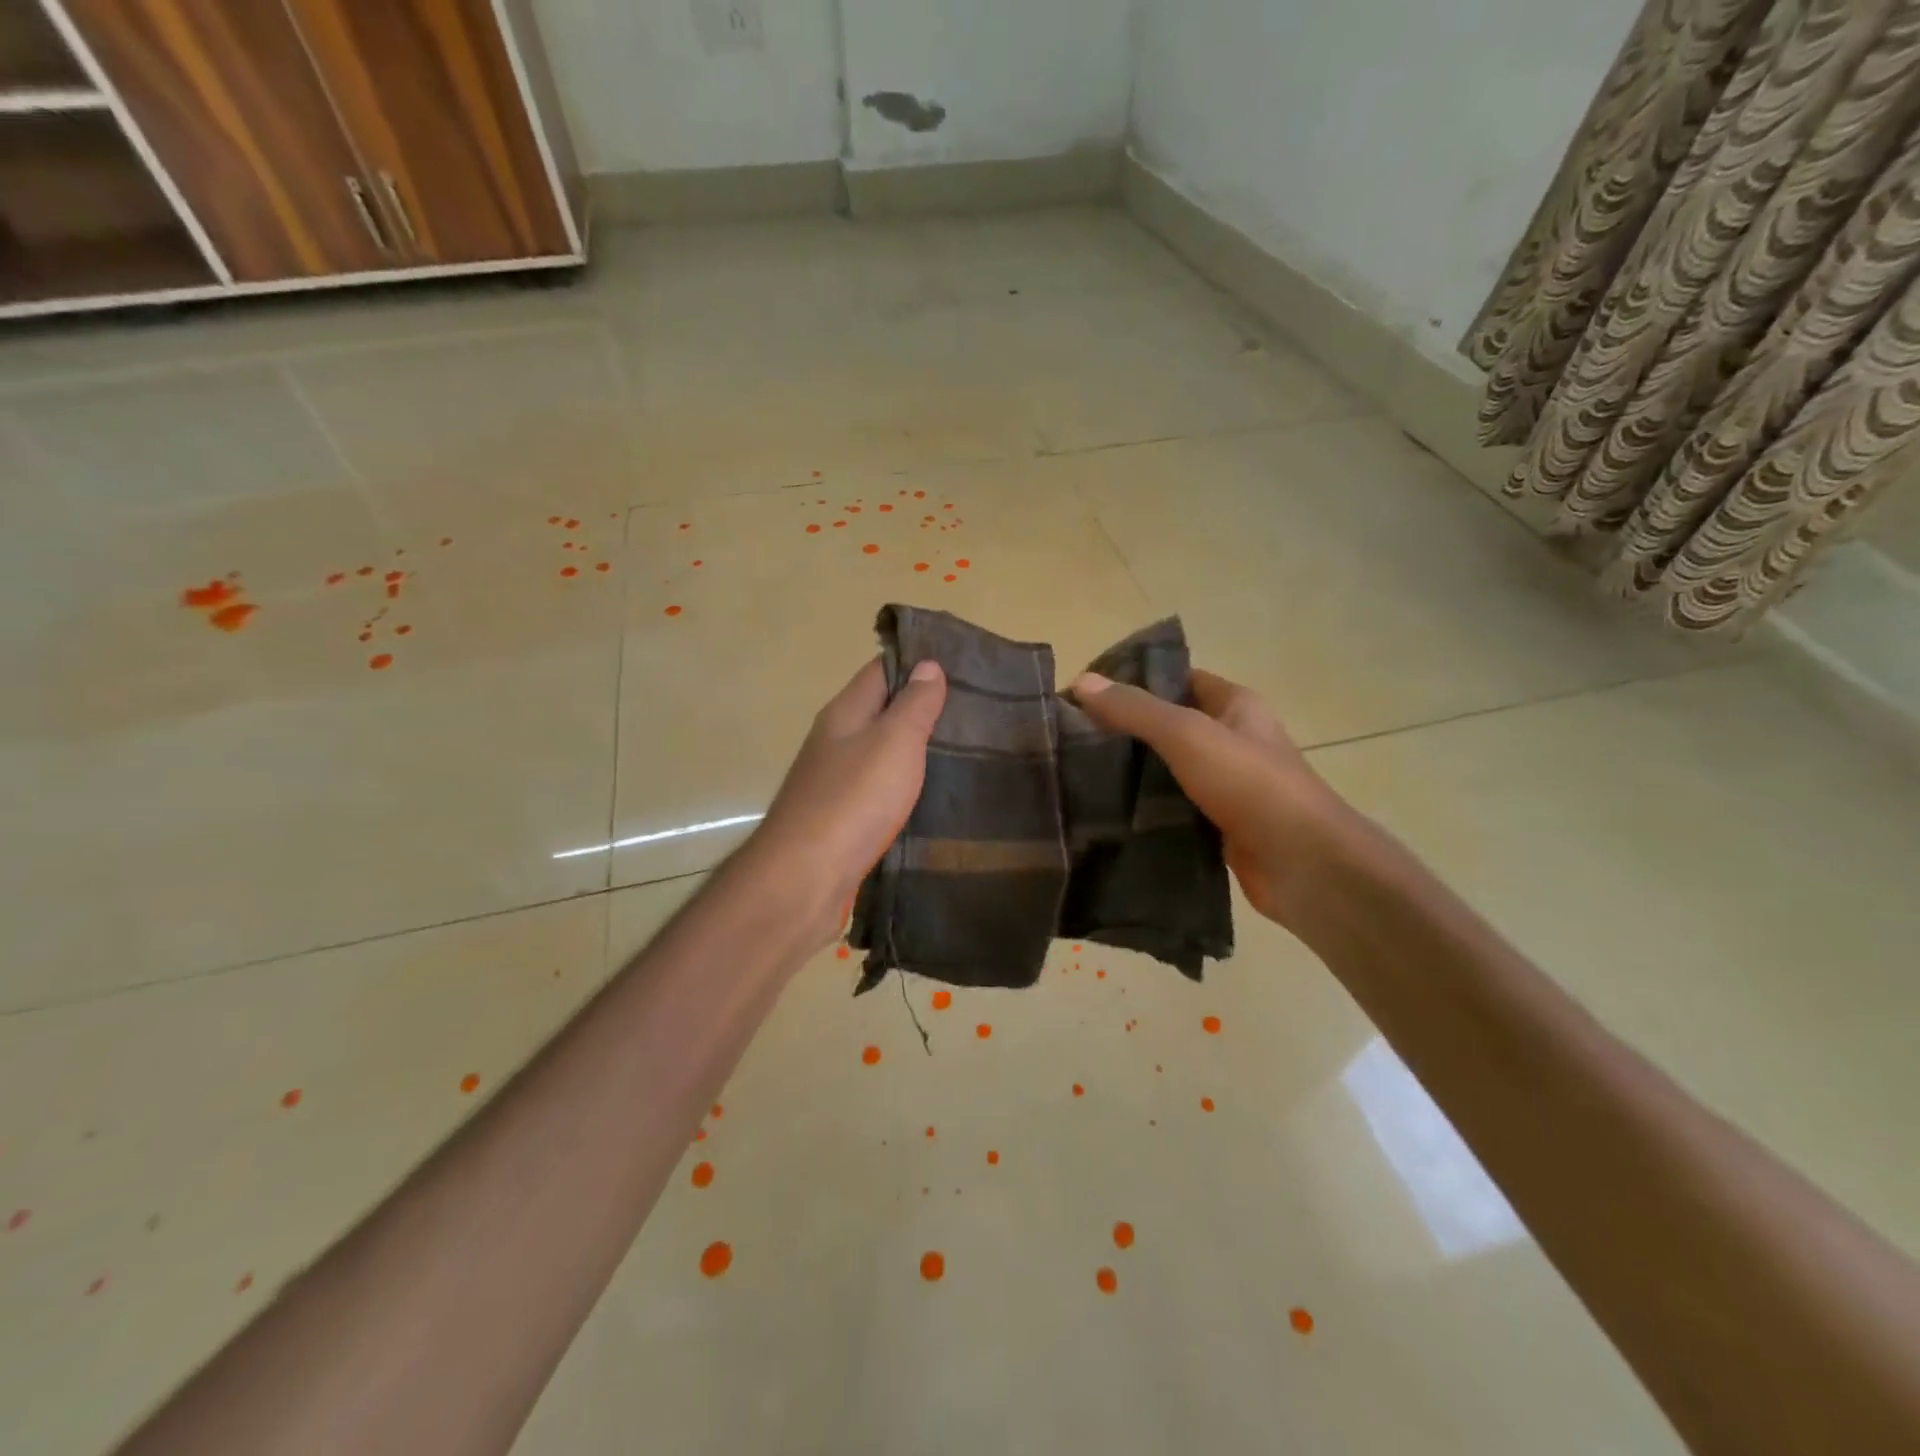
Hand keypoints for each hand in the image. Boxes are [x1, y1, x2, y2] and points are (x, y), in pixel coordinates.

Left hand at [740, 656, 946, 944]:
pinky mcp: (842, 818)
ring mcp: (835, 781)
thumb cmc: (854, 799)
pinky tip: (930, 793)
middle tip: (973, 710)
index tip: (960, 664)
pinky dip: (903, 784)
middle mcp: (835, 741)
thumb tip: (927, 665)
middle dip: (920, 707)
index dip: (917, 662)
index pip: (881, 670)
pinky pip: (878, 788)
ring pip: (880, 752)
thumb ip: (913, 704)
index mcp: (845, 713)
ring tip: (962, 748)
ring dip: (913, 748)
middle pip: (880, 711)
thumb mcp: (893, 741)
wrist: (806, 876)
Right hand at [1069, 667, 1351, 925]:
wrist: (1304, 866)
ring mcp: (1228, 786)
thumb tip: (1081, 682)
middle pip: (1170, 725)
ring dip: (1132, 773)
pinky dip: (1145, 811)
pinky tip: (1108, 814)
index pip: (1180, 679)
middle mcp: (1233, 741)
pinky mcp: (1219, 826)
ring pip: (1169, 770)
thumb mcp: (1187, 735)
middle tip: (1072, 736)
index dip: (1136, 680)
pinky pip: (1174, 809)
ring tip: (1078, 774)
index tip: (1087, 692)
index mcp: (1236, 706)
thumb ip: (1135, 710)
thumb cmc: (1251, 785)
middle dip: (1126, 729)